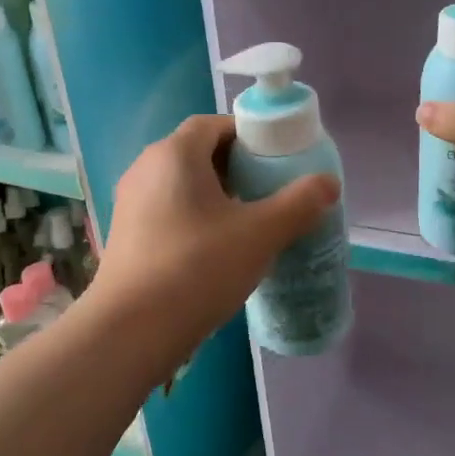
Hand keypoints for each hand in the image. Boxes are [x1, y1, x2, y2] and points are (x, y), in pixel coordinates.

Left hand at [86, 114, 339, 363]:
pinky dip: (193, 216)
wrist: (130, 330)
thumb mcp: (260, 234)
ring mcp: (129, 202)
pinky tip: (214, 249)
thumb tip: (329, 183)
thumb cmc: (197, 268)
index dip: (247, 136)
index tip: (275, 160)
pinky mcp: (124, 234)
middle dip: (235, 166)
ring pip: (181, 183)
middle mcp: (146, 167)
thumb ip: (299, 203)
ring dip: (214, 194)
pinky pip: (166, 209)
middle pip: (197, 151)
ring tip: (246, 222)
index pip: (214, 124)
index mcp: (174, 154)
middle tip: (267, 191)